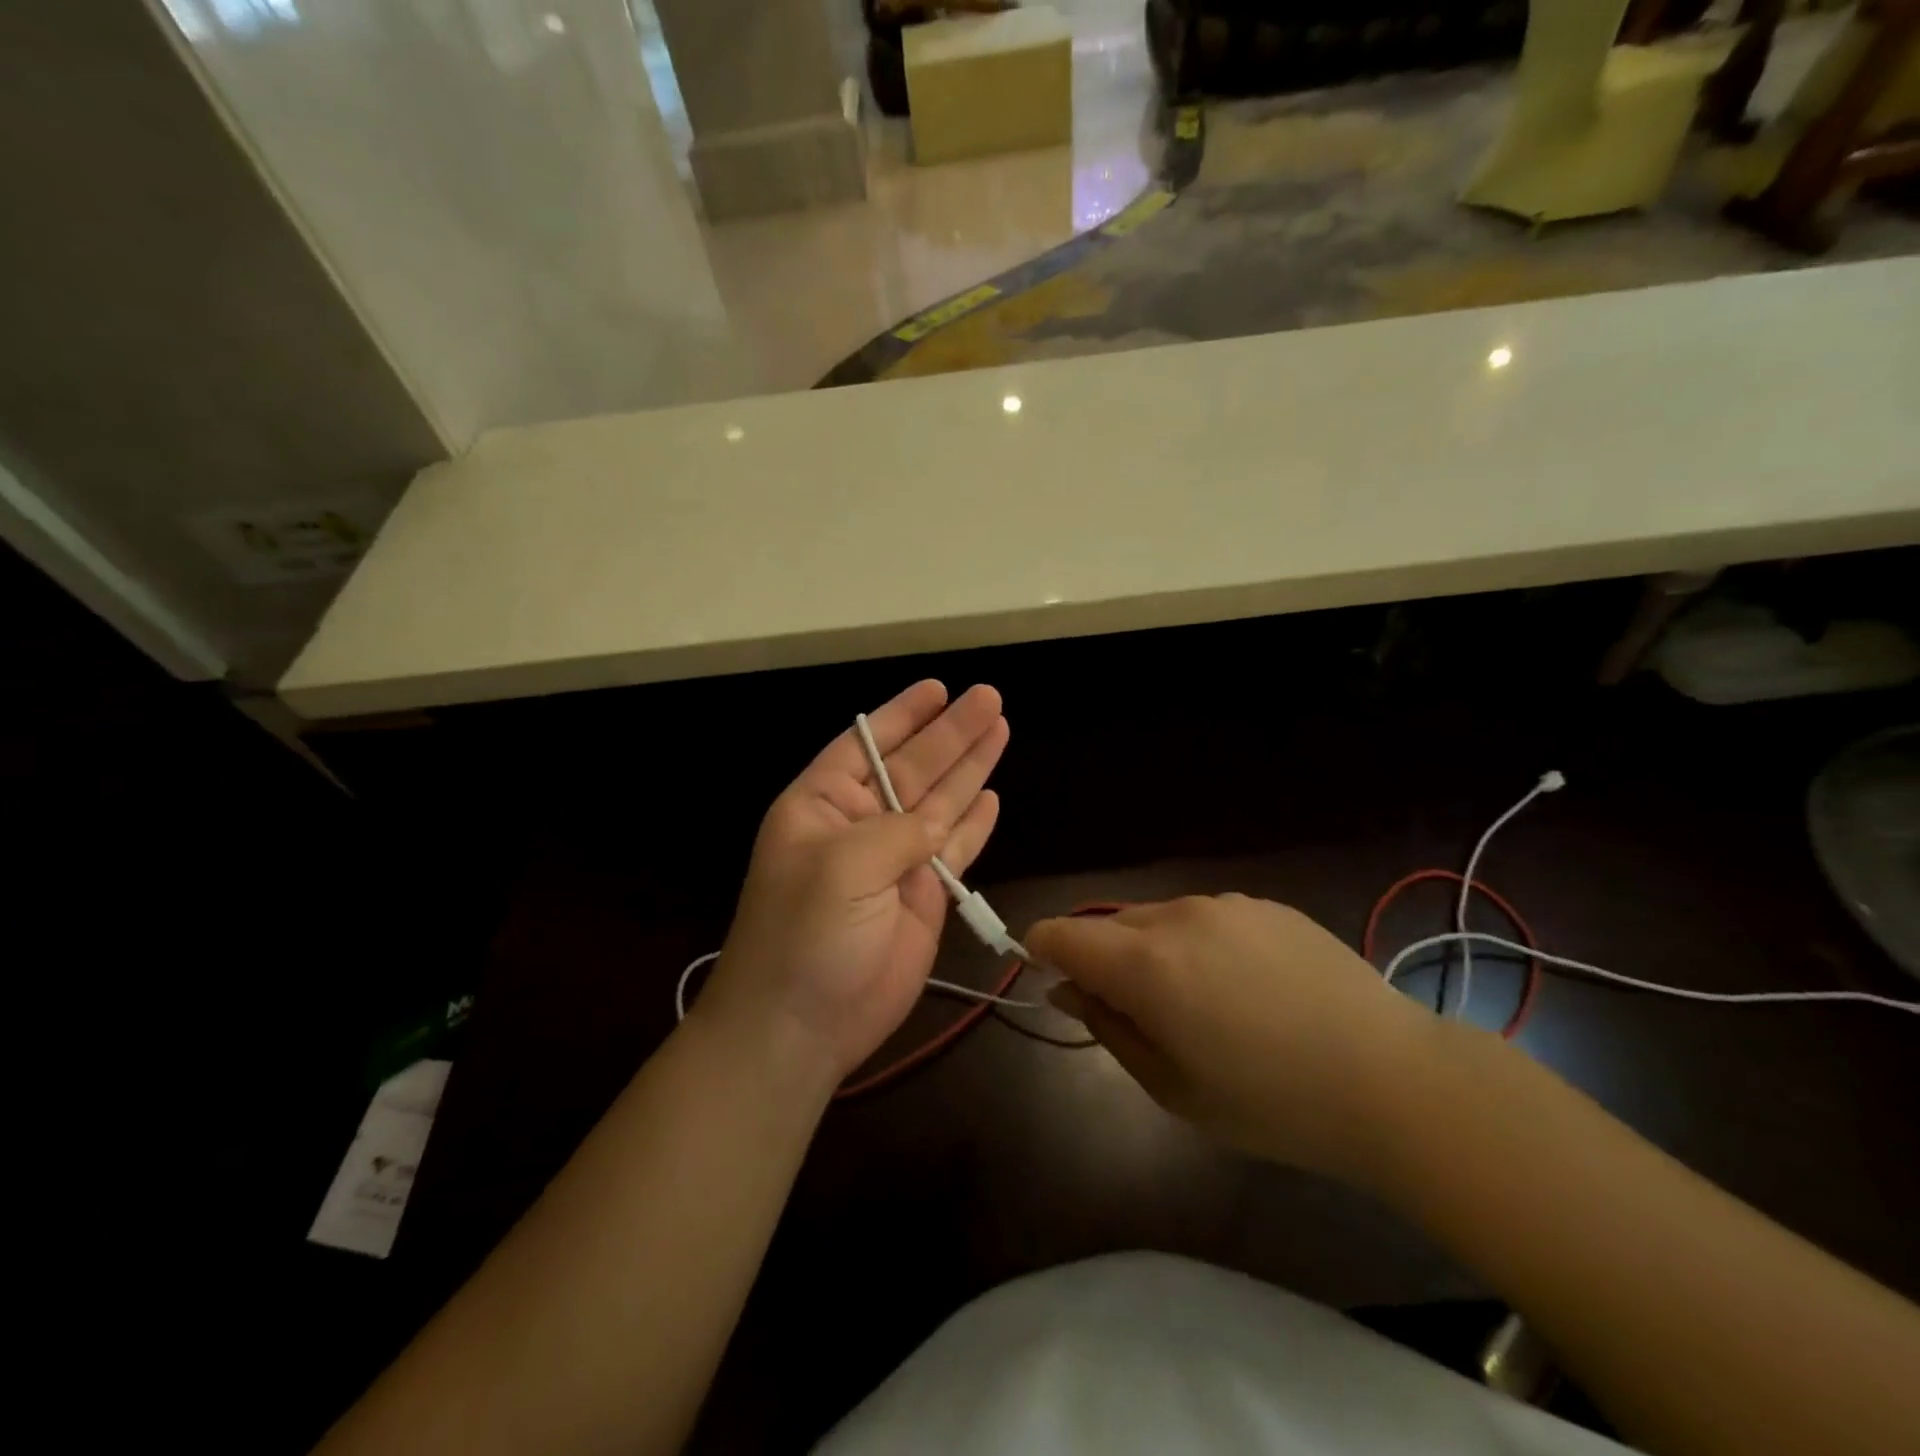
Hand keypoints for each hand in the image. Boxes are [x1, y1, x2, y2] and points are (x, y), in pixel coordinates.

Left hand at [700, 681, 1007, 1083]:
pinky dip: (974, 824)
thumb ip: (898, 832)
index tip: (938, 688)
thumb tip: (939, 820)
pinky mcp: (923, 898)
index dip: (902, 715)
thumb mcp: (841, 867)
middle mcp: (861, 825)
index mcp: (823, 805)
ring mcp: (895, 862)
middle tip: (990, 698)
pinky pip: (955, 850)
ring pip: (941, 803)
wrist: (801, 1027)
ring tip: (1001, 728)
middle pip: (914, 767)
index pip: (866, 744)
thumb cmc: (803, 935)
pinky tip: (991, 795)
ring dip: (970, 768)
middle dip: (951, 733)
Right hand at [1027, 894, 1442, 1186]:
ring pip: (1158, 919)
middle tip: (1139, 1016)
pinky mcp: (1264, 904)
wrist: (1392, 1079)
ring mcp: (1224, 903)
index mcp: (1145, 963)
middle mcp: (1176, 916)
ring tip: (1203, 1005)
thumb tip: (1064, 988)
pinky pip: (1206, 917)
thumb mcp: (1171, 1087)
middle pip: (1108, 924)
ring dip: (1154, 952)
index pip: (1060, 932)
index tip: (1049, 979)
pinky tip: (1248, 987)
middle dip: (1104, 960)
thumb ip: (1106, 1027)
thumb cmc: (1271, 1102)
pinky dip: (1200, 944)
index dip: (1041, 950)